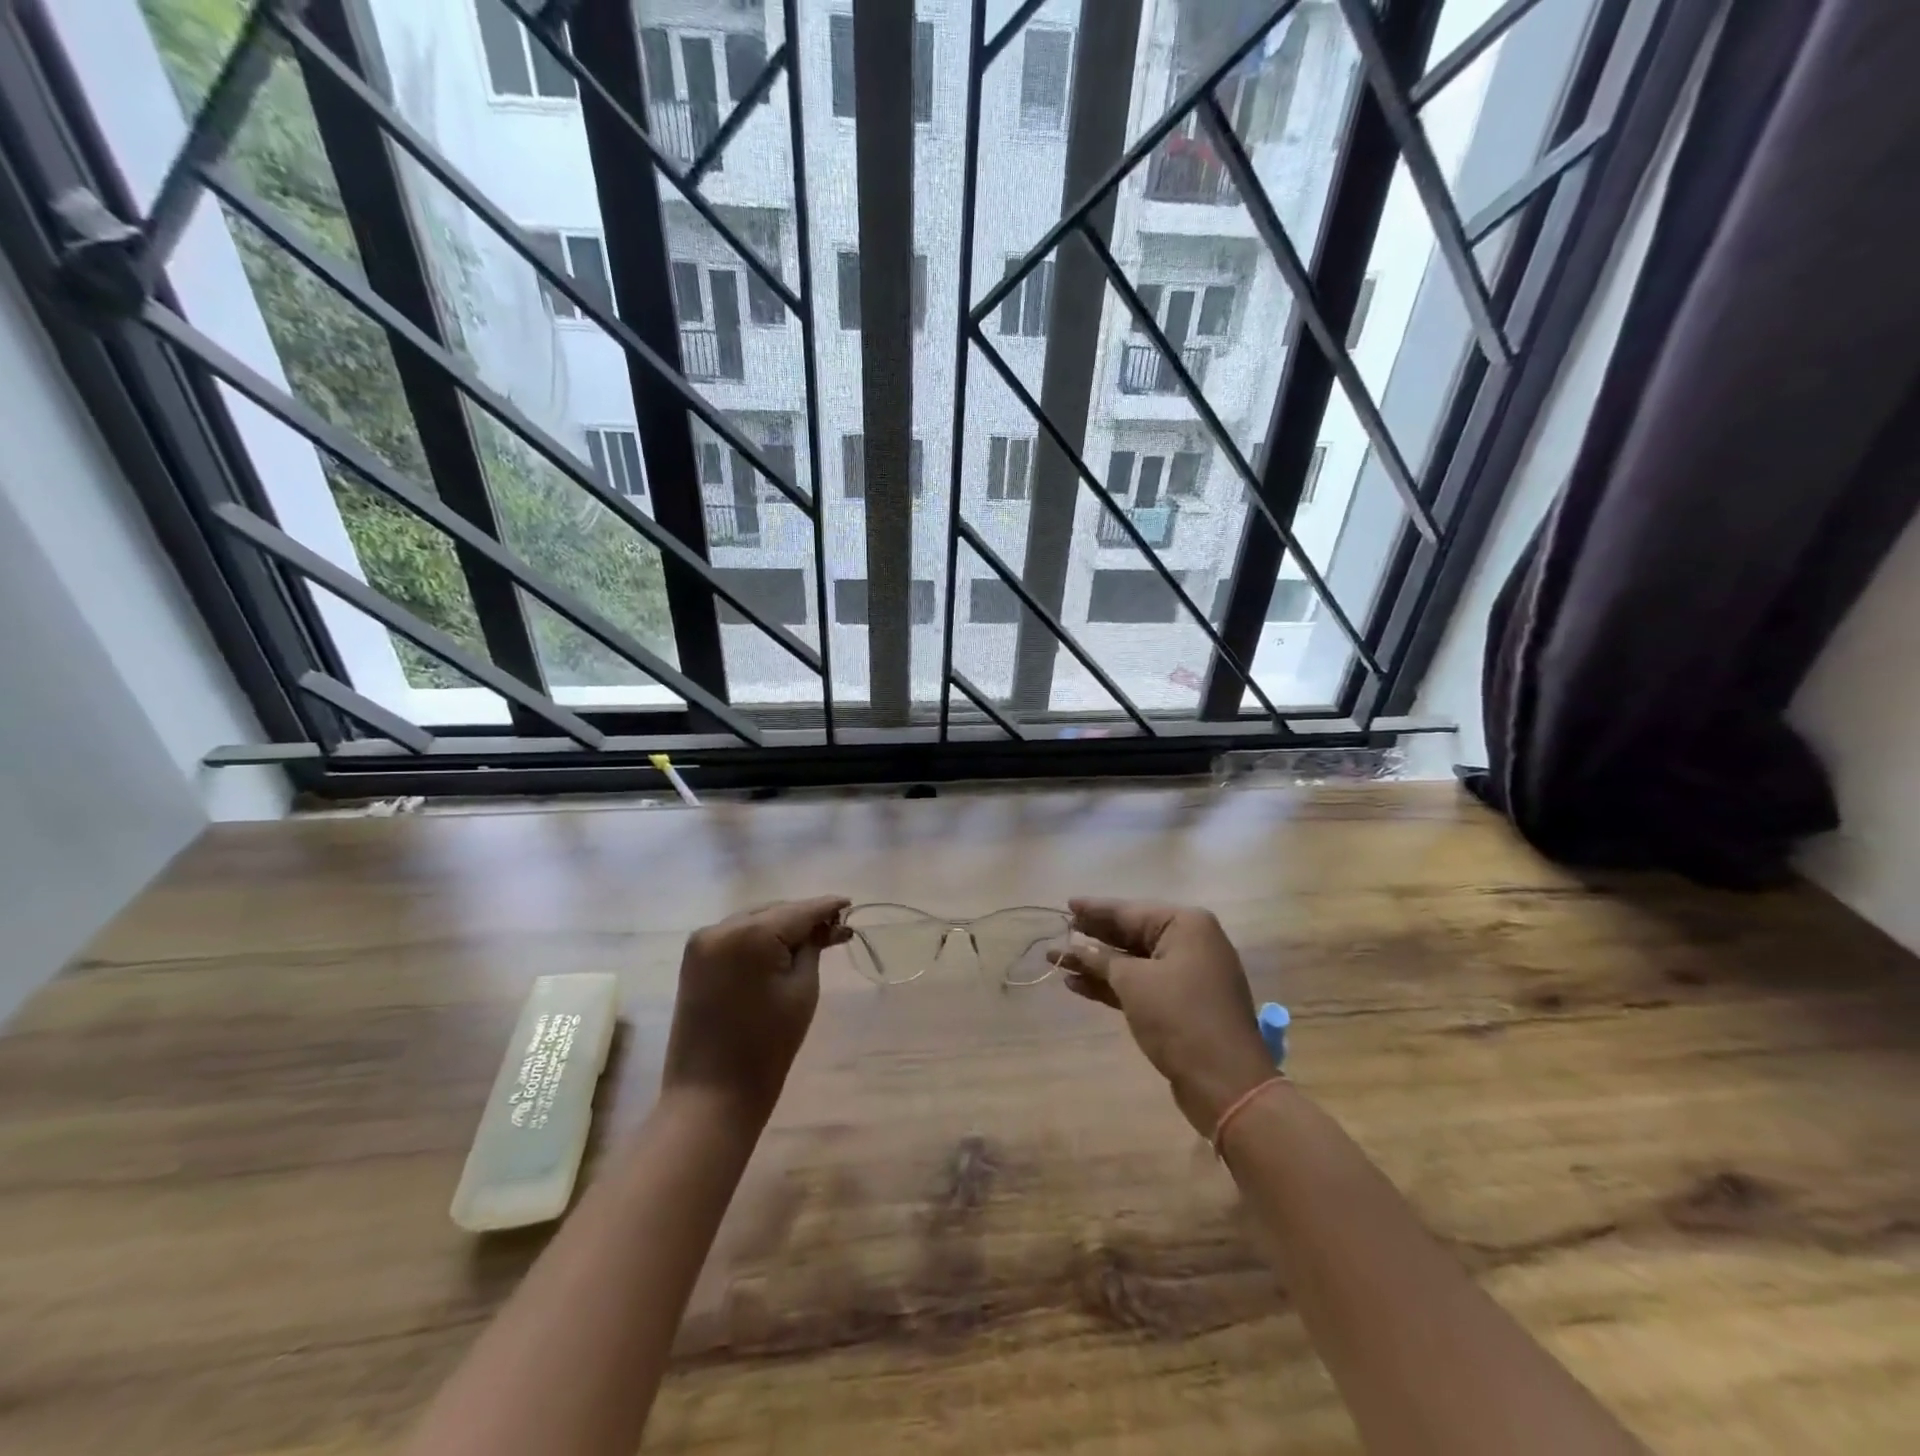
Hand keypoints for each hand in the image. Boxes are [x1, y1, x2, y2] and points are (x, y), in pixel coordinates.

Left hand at [661, 896, 851, 1121]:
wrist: (711, 1095)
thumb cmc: (767, 1045)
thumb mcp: (802, 990)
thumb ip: (812, 947)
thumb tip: (824, 925)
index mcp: (750, 933)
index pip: (799, 911)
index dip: (827, 907)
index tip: (850, 903)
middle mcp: (721, 927)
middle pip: (774, 911)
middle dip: (804, 918)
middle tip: (836, 929)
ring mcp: (702, 943)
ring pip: (754, 921)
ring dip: (781, 927)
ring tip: (812, 938)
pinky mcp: (694, 960)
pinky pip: (735, 936)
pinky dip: (759, 939)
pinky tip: (779, 949)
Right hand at [1052, 898, 1276, 1135]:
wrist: (1225, 1082)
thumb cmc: (1180, 1017)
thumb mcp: (1134, 983)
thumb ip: (1102, 960)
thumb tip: (1076, 947)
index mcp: (1186, 925)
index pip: (1130, 910)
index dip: (1095, 909)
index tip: (1067, 903)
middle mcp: (1190, 943)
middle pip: (1131, 934)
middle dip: (1093, 937)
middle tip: (1060, 931)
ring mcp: (1187, 975)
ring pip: (1133, 962)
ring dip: (1096, 964)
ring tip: (1057, 961)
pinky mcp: (1181, 1004)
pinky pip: (1141, 984)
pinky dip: (1112, 985)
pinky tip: (1078, 984)